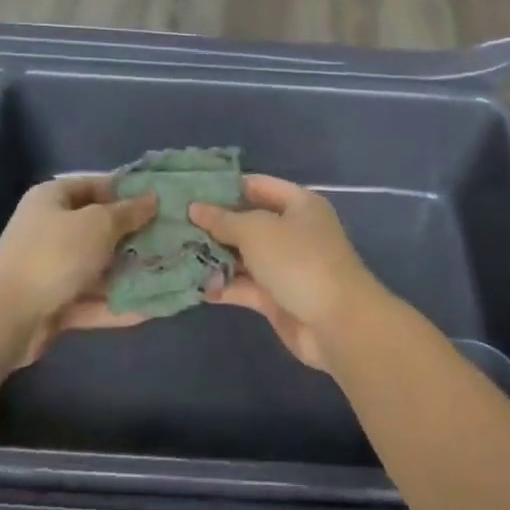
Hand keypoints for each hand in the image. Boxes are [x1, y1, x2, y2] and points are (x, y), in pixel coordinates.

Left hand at [0, 176, 156, 365]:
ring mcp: (53, 269)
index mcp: (54, 199)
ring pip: (100, 268)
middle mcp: (52, 230)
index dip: (129, 192)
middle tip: (176, 239)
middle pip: (100, 229)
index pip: (97, 186)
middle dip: (136, 236)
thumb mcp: (98, 224)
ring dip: (131, 272)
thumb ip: (128, 213)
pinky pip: (94, 300)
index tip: (163, 200)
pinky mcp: (56, 304)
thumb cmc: (55, 254)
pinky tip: (154, 308)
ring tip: (173, 273)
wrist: (7, 316)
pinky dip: (119, 304)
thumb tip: (151, 199)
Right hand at [191, 174, 385, 370]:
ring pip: (244, 256)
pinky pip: (245, 286)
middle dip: (213, 225)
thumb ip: (223, 220)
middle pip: (248, 222)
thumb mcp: (257, 231)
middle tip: (172, 224)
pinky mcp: (277, 298)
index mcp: (298, 205)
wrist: (337, 324)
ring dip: (214, 257)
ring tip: (174, 253)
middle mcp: (293, 231)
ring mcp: (285, 266)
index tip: (188, 190)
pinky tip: (194, 286)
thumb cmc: (299, 261)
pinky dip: (224, 285)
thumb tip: (195, 208)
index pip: (256, 185)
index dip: (224, 187)